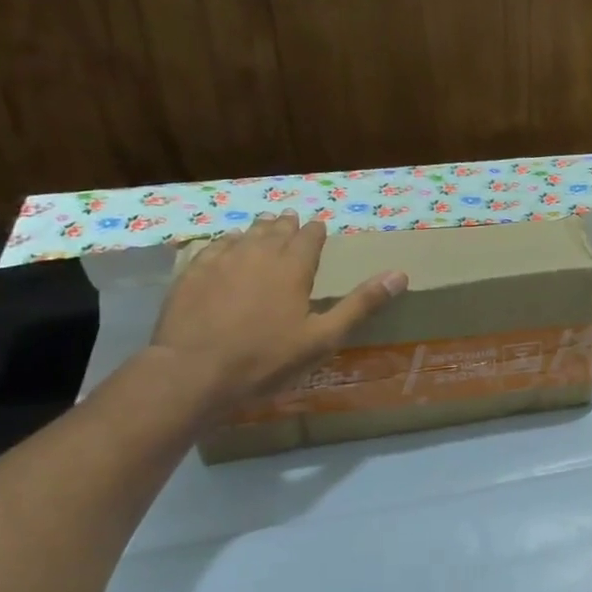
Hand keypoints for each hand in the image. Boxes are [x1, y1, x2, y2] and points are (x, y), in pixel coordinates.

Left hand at [148, 213, 406, 415]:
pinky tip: (226, 246)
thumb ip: (360, 304)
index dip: (316, 231)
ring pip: (245, 235)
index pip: (309, 238)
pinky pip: (214, 247)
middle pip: (276, 231)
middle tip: (291, 219)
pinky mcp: (192, 274)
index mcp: (292, 268)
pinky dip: (226, 242)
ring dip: (258, 229)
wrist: (193, 372)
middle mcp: (258, 254)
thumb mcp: (323, 338)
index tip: (320, 226)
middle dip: (287, 225)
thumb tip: (400, 275)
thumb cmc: (266, 359)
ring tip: (265, 225)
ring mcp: (221, 261)